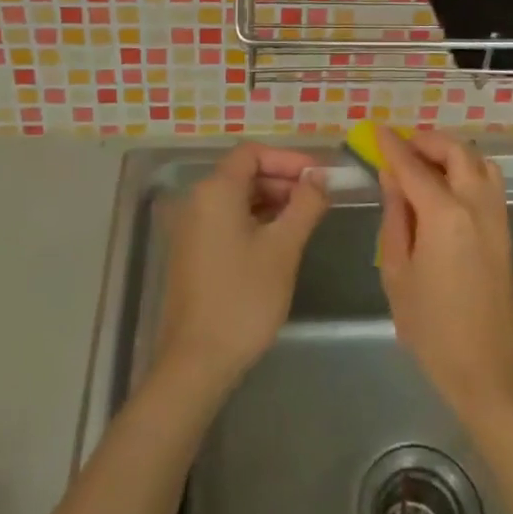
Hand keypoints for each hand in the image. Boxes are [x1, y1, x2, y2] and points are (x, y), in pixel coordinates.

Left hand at [155, 143, 328, 396]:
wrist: (197, 361)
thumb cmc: (244, 297)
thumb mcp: (283, 247)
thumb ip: (305, 205)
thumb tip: (320, 177)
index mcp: (216, 190)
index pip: (253, 153)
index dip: (288, 158)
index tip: (319, 176)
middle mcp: (198, 200)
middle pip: (244, 172)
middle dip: (283, 179)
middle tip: (318, 198)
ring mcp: (192, 226)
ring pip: (237, 197)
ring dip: (272, 200)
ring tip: (306, 218)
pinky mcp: (193, 250)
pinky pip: (227, 219)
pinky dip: (255, 219)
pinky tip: (280, 239)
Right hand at [375, 128, 512, 418]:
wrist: (488, 369)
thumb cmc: (432, 327)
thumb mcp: (397, 272)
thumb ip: (395, 217)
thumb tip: (391, 178)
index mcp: (444, 215)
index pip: (413, 166)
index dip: (392, 146)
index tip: (376, 130)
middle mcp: (476, 205)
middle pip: (456, 152)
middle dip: (426, 142)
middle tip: (400, 147)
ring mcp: (496, 216)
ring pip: (478, 162)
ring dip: (451, 153)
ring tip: (424, 164)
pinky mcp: (504, 230)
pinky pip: (488, 181)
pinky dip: (467, 169)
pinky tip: (445, 188)